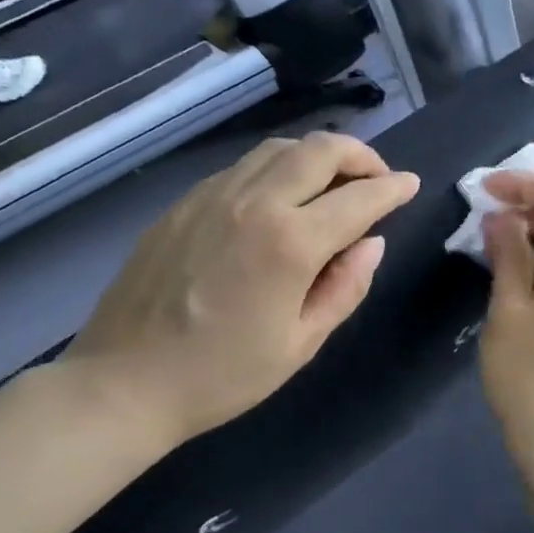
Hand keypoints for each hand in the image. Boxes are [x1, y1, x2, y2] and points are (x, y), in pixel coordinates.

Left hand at [61, 133, 418, 453]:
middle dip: (360, 155)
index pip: (359, 198)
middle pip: (319, 149)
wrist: (123, 383)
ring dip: (317, 156)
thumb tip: (372, 243)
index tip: (410, 185)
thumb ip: (345, 287)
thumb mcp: (300, 343)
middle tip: (376, 178)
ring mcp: (212, 196)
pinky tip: (278, 200)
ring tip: (331, 184)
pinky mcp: (183, 203)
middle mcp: (253, 203)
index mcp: (289, 243)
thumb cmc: (221, 376)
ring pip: (278, 149)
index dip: (393, 188)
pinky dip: (275, 169)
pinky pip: (242, 167)